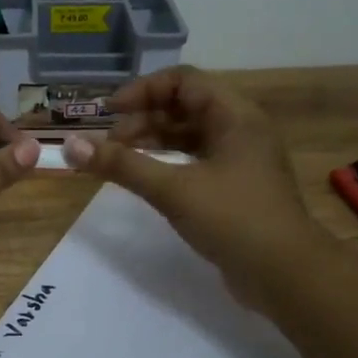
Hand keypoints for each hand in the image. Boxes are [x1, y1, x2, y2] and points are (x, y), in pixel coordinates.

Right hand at [61, 67, 323, 300]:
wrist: (287, 276)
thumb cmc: (234, 220)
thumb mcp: (173, 189)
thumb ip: (122, 165)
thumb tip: (70, 146)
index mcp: (235, 116)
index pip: (183, 81)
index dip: (143, 90)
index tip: (109, 113)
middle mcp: (240, 129)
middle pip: (184, 106)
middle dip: (143, 118)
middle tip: (110, 144)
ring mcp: (240, 159)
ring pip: (189, 135)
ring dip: (153, 140)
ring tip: (120, 160)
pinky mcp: (235, 187)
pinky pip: (195, 160)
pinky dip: (167, 163)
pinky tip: (146, 178)